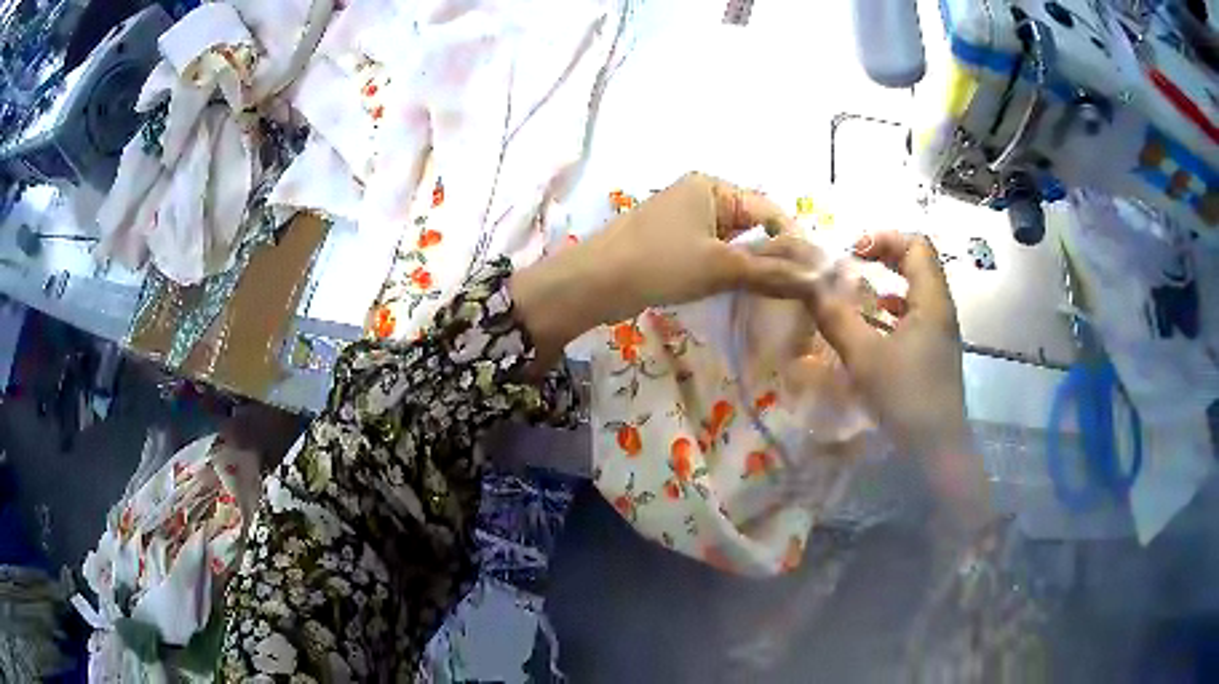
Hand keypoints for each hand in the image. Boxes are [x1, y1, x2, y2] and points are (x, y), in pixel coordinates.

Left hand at [511, 173, 817, 363]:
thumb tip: (817, 278)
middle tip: (799, 291)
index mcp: (712, 187)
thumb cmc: (659, 263)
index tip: (816, 277)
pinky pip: (714, 255)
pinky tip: (743, 294)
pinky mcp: (673, 246)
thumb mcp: (719, 266)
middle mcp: (700, 197)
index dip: (794, 243)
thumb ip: (770, 271)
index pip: (769, 212)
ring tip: (778, 296)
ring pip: (734, 244)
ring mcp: (685, 221)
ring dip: (753, 268)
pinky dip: (730, 273)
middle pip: (752, 226)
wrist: (593, 284)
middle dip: (775, 257)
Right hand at [805, 231, 986, 522]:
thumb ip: (835, 318)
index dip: (884, 238)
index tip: (852, 253)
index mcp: (931, 301)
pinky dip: (894, 310)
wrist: (938, 451)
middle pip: (918, 263)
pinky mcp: (935, 353)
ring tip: (859, 291)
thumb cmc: (906, 398)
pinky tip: (875, 326)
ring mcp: (941, 333)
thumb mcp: (865, 357)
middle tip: (853, 263)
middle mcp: (941, 309)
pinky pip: (916, 315)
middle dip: (884, 256)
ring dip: (889, 282)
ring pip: (917, 290)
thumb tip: (807, 285)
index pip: (916, 245)